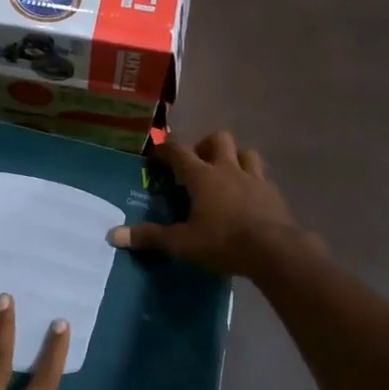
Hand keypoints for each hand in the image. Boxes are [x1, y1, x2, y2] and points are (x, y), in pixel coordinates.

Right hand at [108, 130, 313, 277]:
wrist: (275, 251)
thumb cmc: (223, 242)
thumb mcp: (183, 243)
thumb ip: (151, 237)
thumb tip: (113, 235)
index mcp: (202, 176)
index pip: (178, 151)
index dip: (165, 149)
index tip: (156, 154)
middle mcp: (228, 169)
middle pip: (218, 139)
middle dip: (206, 145)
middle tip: (197, 164)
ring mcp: (255, 178)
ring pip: (245, 152)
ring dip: (234, 158)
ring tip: (226, 175)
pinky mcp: (274, 193)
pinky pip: (262, 177)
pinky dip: (252, 181)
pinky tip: (248, 198)